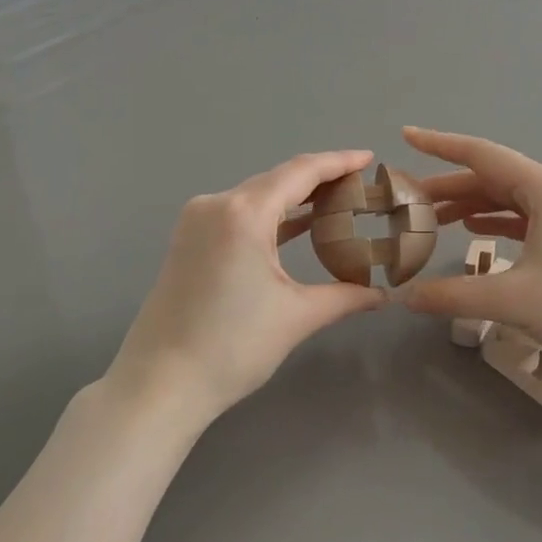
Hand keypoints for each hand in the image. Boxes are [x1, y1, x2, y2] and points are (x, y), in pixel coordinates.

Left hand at [105, 151, 386, 428]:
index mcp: (243, 214)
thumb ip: (345, 296)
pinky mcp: (188, 240)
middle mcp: (216, 205)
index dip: (338, 162)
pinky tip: (295, 225)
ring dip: (293, 198)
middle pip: (277, 179)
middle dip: (319, 179)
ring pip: (255, 196)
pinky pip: (237, 214)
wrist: (159, 383)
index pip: (300, 172)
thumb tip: (382, 295)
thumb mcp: (296, 317)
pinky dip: (269, 216)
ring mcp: (196, 221)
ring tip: (336, 202)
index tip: (368, 157)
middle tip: (360, 185)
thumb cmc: (232, 347)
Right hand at [400, 127, 541, 375]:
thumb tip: (406, 298)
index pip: (481, 155)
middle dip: (450, 188)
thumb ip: (453, 294)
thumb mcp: (513, 300)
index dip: (439, 145)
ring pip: (512, 200)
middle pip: (495, 179)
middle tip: (410, 202)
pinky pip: (530, 218)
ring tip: (435, 220)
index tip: (406, 135)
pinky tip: (478, 233)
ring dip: (473, 206)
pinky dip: (499, 222)